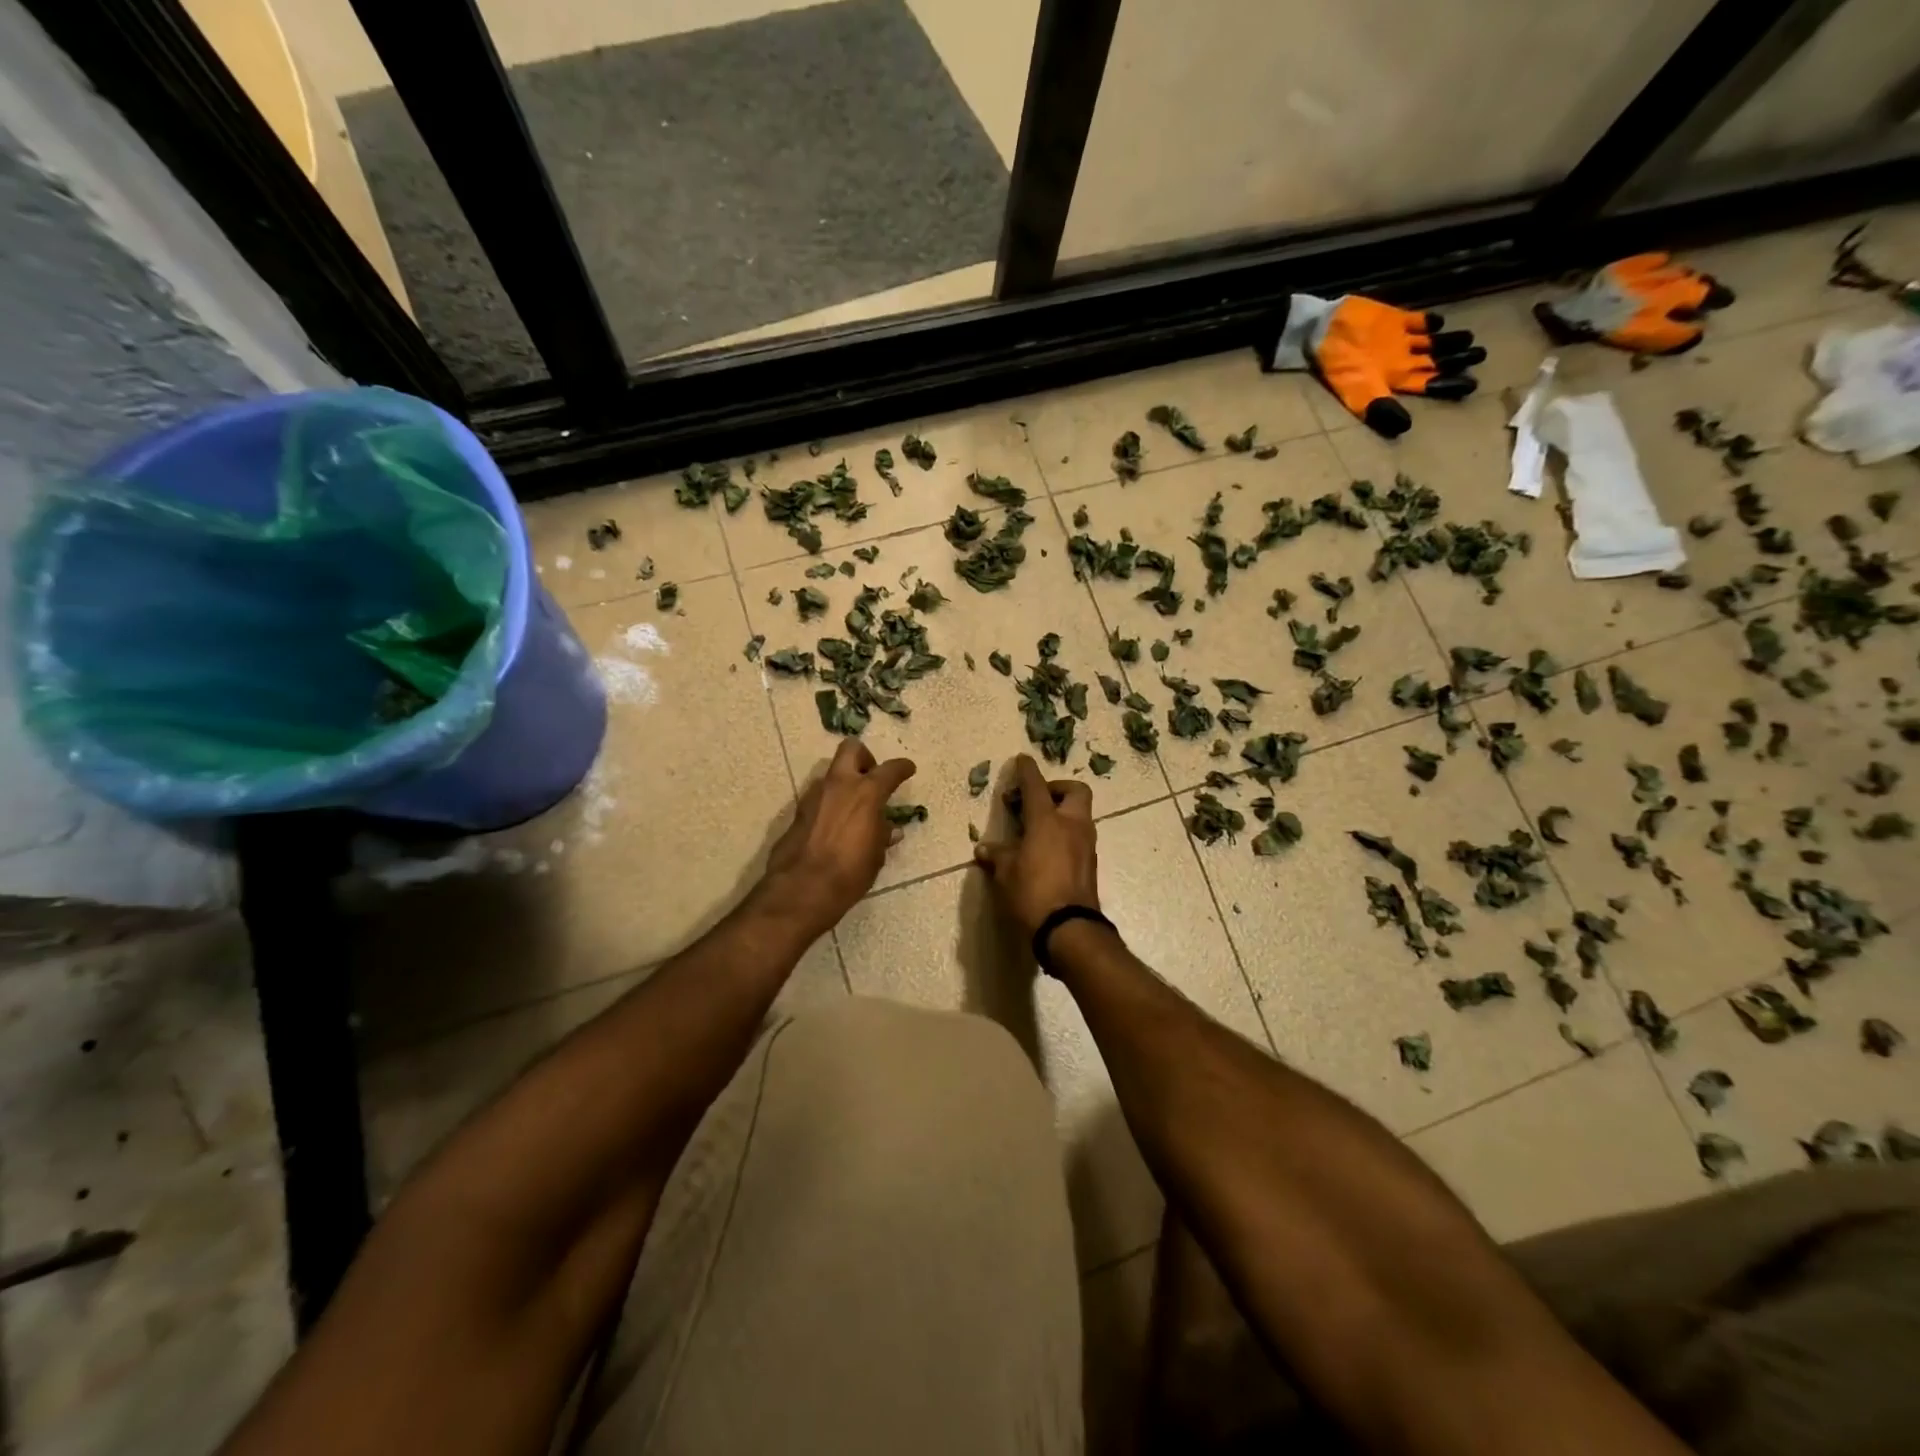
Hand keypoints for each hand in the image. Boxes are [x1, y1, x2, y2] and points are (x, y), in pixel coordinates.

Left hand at [759, 738, 916, 939]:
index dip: (902, 768)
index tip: (908, 769)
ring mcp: (815, 795)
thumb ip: (881, 835)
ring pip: (832, 773)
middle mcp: (840, 785)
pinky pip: (819, 796)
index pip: (890, 769)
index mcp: (867, 793)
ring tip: (854, 808)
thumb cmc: (850, 872)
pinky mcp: (799, 811)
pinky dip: (831, 802)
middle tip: (872, 777)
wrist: (803, 888)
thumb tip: (888, 828)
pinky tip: (836, 824)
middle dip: (865, 758)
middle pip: (851, 749)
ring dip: (845, 782)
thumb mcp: (875, 855)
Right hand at [971, 755, 1100, 939]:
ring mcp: (1085, 844)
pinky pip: (1079, 837)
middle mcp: (1072, 825)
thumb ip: (997, 855)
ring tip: (1038, 828)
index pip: (1036, 786)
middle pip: (1075, 791)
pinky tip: (1047, 850)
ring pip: (1079, 814)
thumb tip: (983, 849)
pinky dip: (1065, 834)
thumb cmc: (1032, 893)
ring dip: (1062, 813)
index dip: (1027, 771)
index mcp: (1047, 820)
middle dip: (1057, 788)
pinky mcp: (1090, 863)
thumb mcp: (1006, 873)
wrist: (1069, 928)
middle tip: (1036, 800)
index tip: (1021, 760)